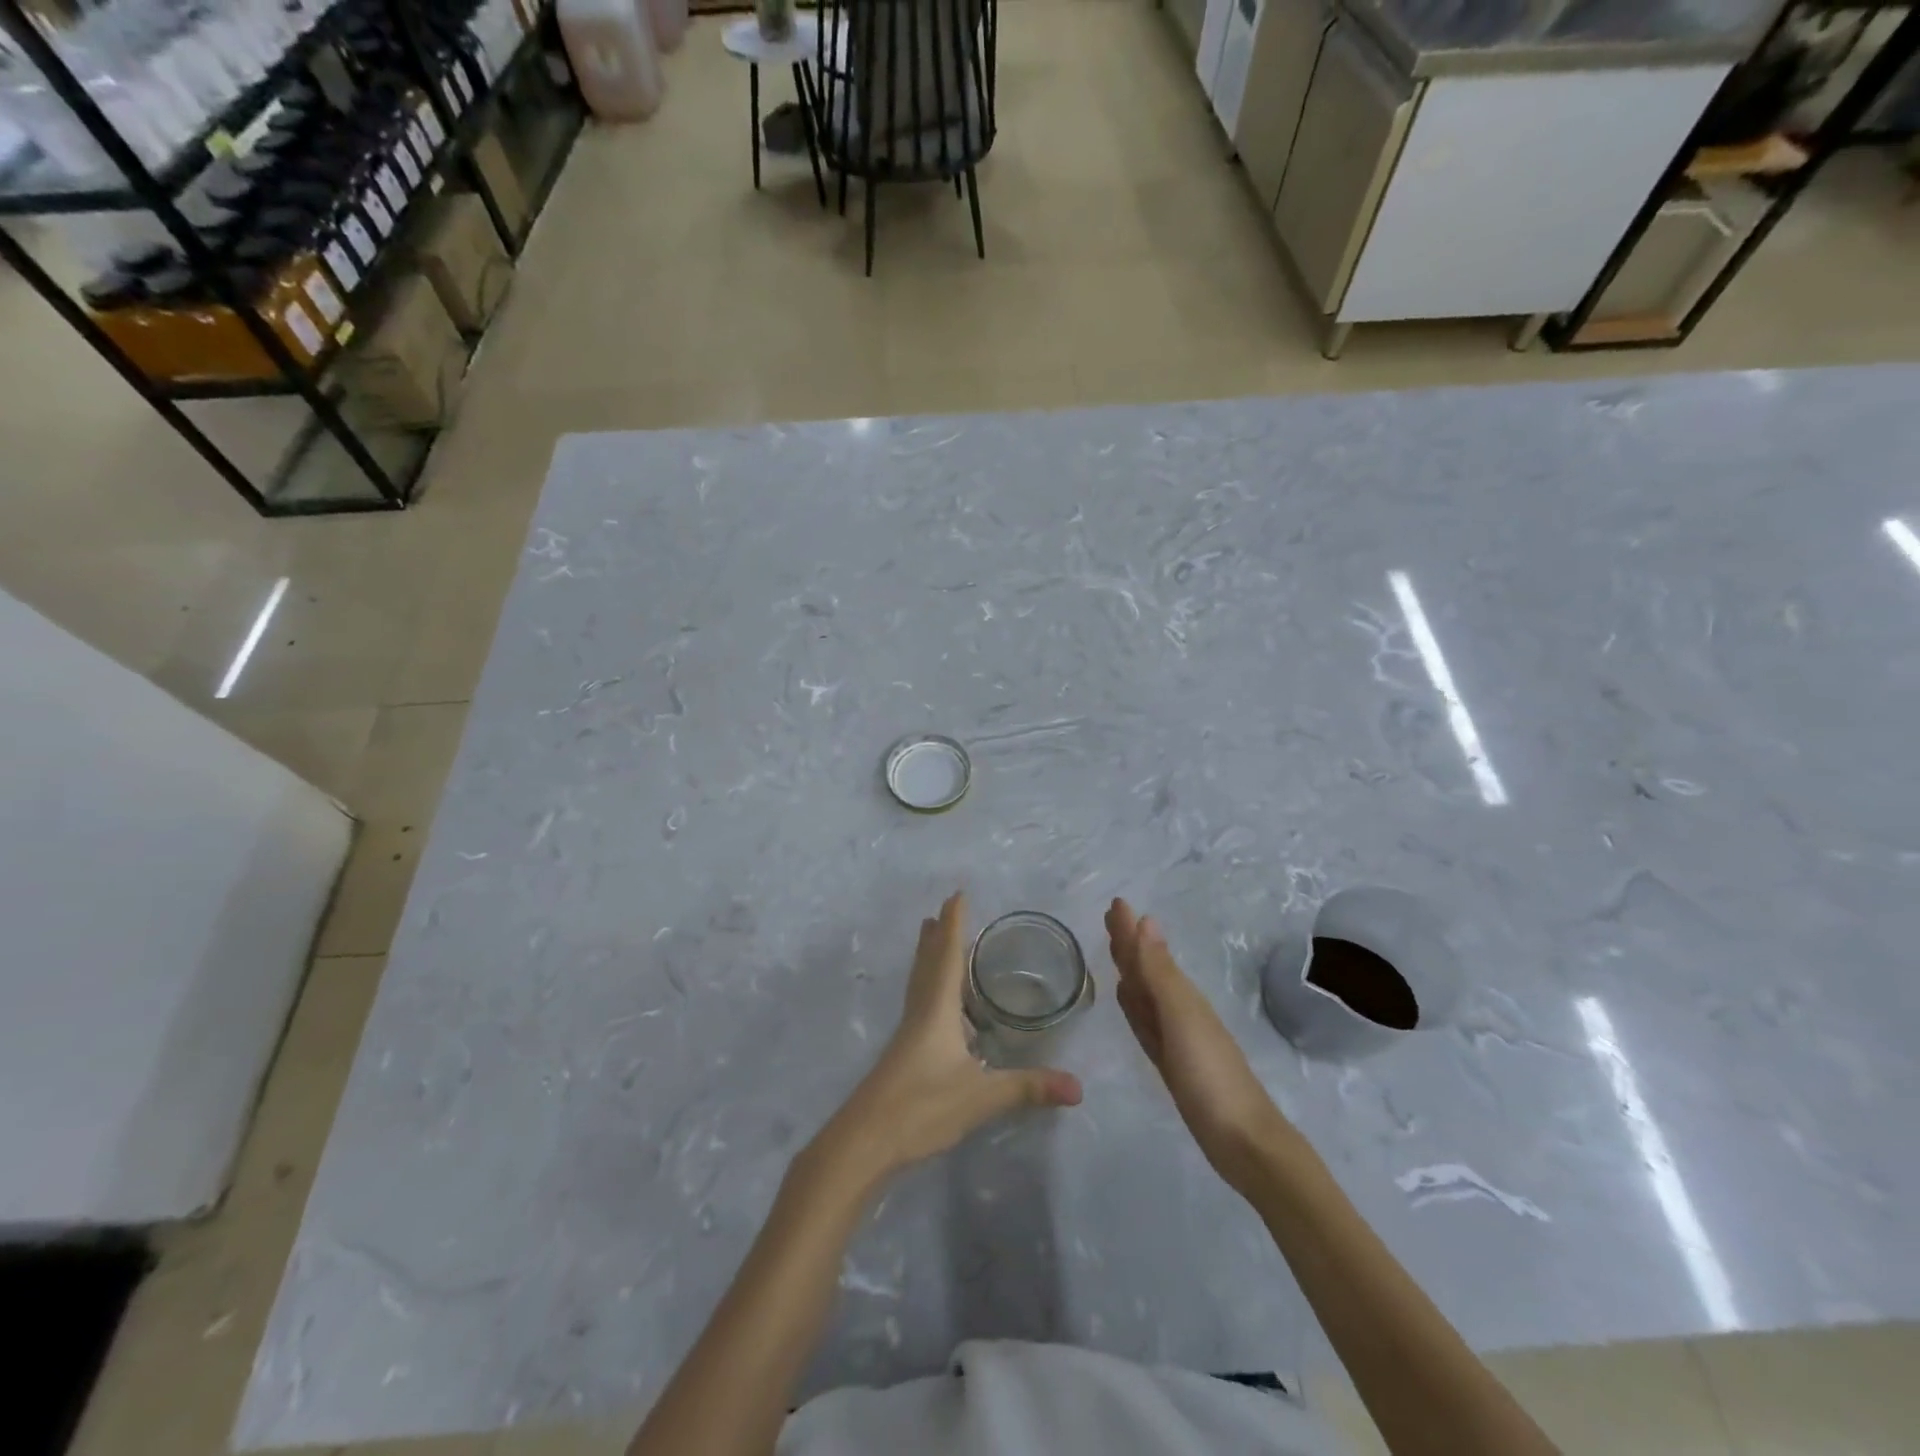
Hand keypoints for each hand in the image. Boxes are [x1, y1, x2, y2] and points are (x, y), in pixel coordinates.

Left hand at [813, 893, 1081, 1182]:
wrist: (864, 1141)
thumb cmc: (921, 1106)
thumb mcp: (980, 1097)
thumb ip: (1027, 1088)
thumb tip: (1078, 1087)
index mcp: (937, 1009)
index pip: (948, 955)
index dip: (954, 925)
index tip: (957, 895)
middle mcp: (919, 1012)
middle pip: (928, 963)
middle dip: (937, 936)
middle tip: (942, 911)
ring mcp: (907, 1034)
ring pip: (919, 983)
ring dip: (929, 958)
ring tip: (934, 941)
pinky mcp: (902, 1054)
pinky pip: (919, 1004)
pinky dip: (930, 988)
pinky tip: (938, 1007)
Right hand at [1106, 898, 1289, 1188]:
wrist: (1242, 1141)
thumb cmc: (1210, 1076)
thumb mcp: (1181, 1019)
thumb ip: (1160, 973)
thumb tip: (1146, 920)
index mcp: (1180, 995)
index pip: (1148, 953)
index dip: (1131, 929)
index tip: (1115, 903)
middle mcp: (1178, 1009)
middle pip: (1147, 968)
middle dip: (1129, 943)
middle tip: (1110, 918)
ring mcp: (1176, 1037)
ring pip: (1145, 993)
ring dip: (1130, 970)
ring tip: (1116, 950)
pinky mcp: (1171, 1063)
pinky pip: (1146, 1023)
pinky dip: (1134, 1006)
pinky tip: (1127, 1000)